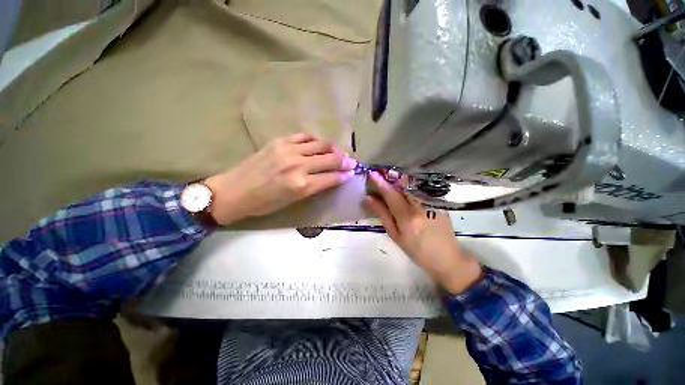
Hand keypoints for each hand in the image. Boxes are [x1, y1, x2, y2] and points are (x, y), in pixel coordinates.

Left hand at [205, 133, 356, 224]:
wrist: (234, 191)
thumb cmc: (264, 203)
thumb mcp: (292, 201)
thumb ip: (314, 188)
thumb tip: (330, 178)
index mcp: (301, 186)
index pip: (331, 177)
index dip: (344, 175)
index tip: (353, 173)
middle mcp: (298, 166)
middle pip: (330, 159)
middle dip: (344, 161)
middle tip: (352, 162)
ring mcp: (288, 151)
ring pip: (320, 145)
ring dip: (333, 149)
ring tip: (337, 152)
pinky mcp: (279, 141)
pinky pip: (304, 136)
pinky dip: (315, 140)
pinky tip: (318, 144)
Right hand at [363, 172, 481, 293]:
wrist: (447, 258)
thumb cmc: (416, 250)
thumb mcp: (395, 235)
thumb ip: (383, 215)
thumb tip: (369, 199)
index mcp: (407, 217)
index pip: (391, 194)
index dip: (380, 183)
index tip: (372, 173)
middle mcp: (420, 205)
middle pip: (403, 185)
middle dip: (391, 177)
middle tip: (381, 174)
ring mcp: (431, 202)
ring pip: (412, 185)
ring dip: (400, 180)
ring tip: (391, 180)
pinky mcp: (438, 201)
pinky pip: (420, 189)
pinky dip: (410, 187)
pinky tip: (406, 190)